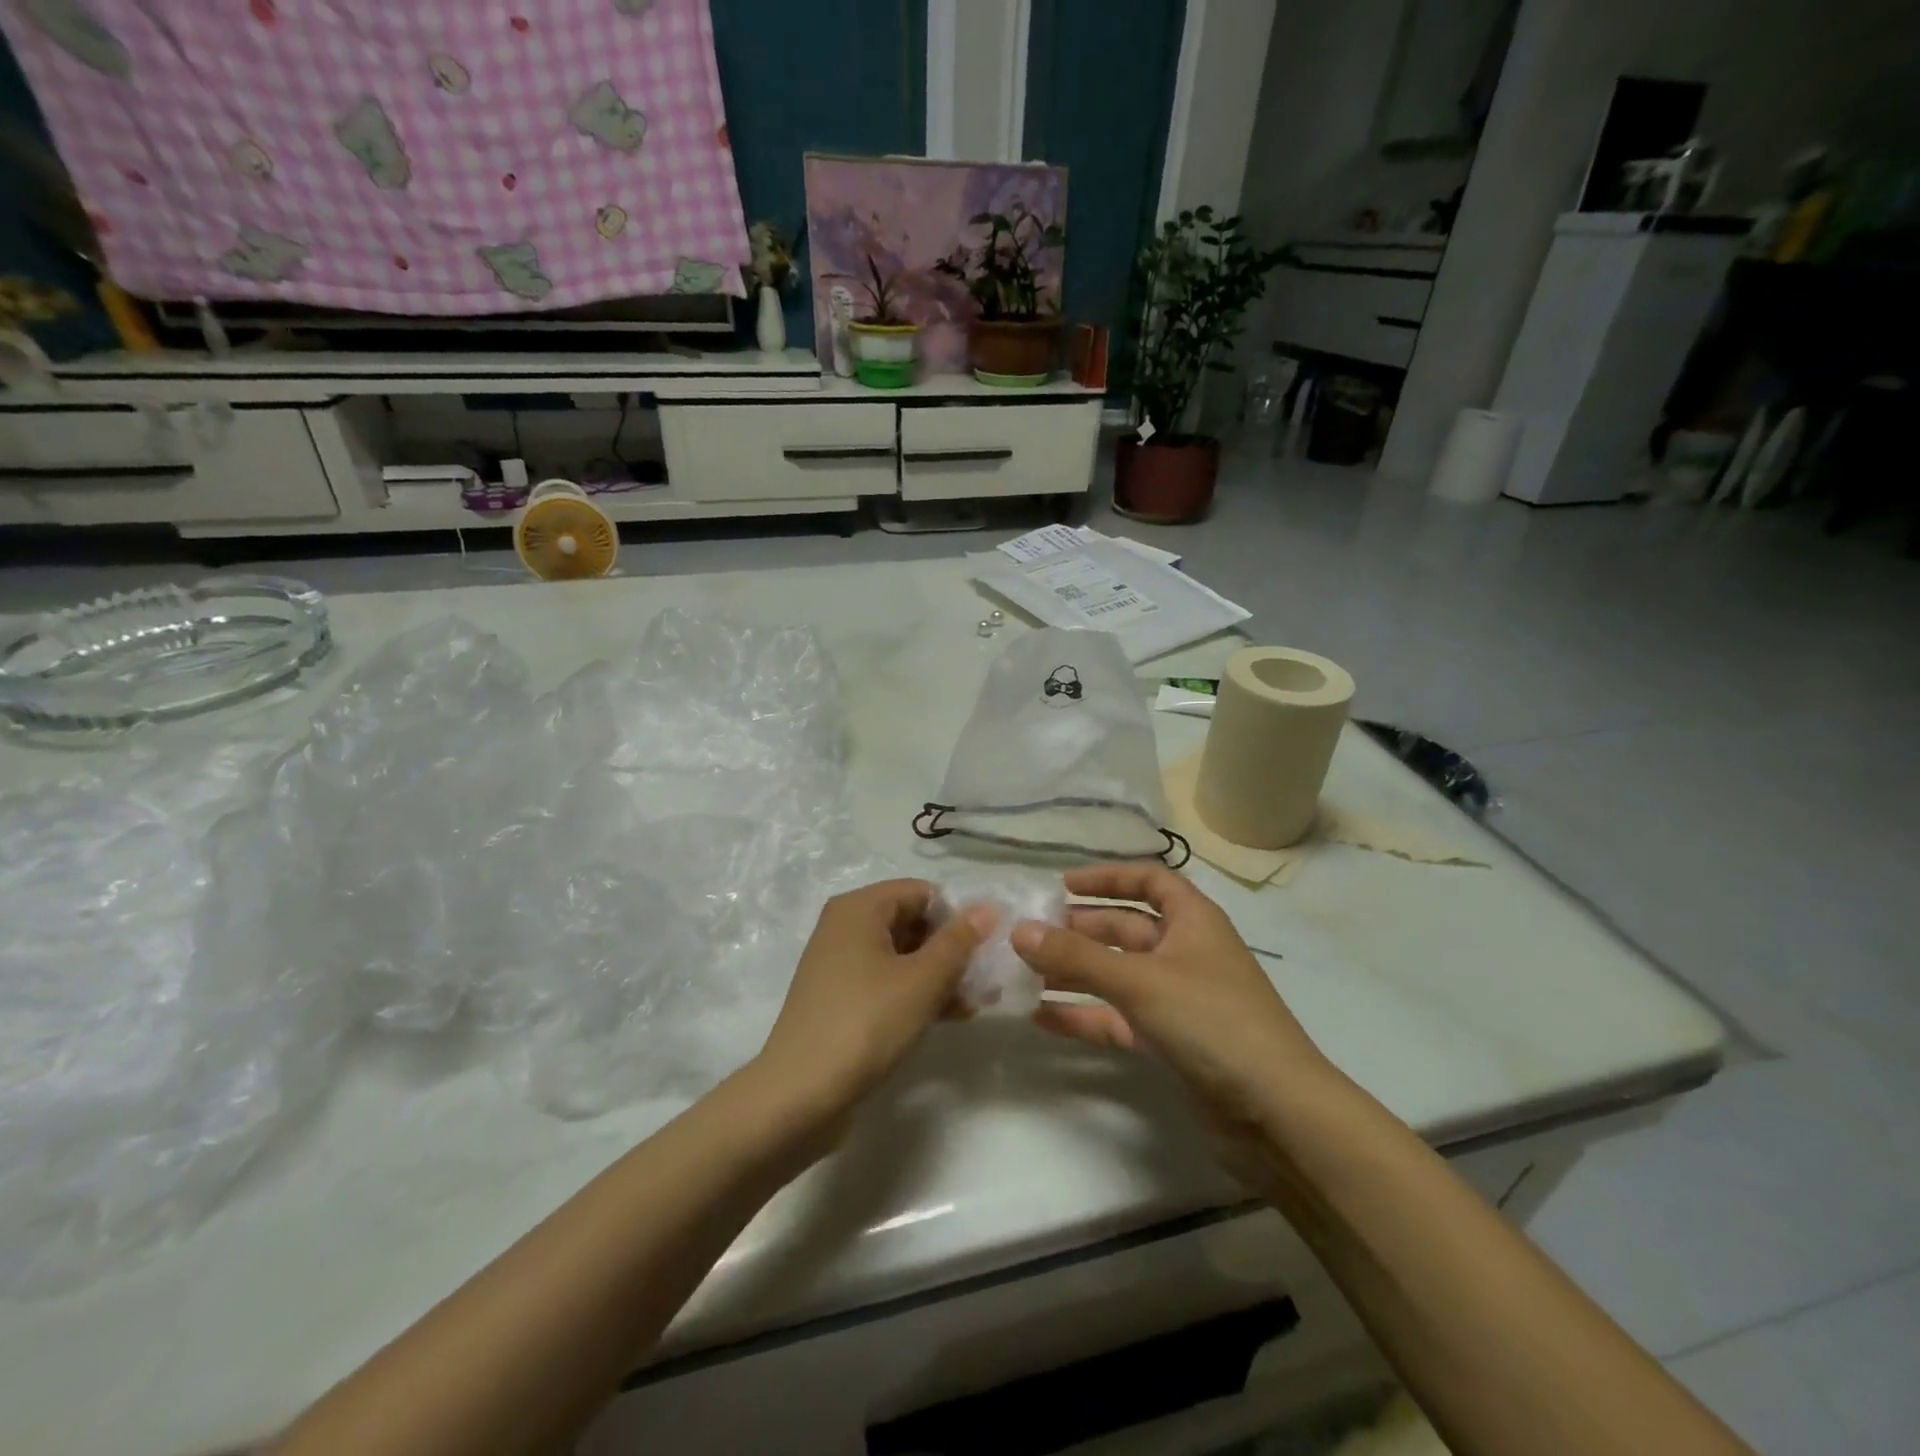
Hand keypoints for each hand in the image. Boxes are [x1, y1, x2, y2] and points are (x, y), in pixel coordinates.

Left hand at [755, 879, 989, 1124]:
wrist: (799, 1095)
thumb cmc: (866, 1023)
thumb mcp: (922, 980)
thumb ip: (958, 941)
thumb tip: (988, 907)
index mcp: (859, 908)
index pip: (921, 891)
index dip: (957, 914)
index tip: (986, 945)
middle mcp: (846, 926)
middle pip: (912, 921)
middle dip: (952, 947)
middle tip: (986, 977)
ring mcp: (841, 964)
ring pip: (903, 955)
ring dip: (941, 974)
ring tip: (978, 1000)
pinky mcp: (841, 998)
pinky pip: (888, 981)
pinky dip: (918, 992)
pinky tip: (953, 1015)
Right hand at [1011, 865, 1336, 1145]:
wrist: (1276, 1114)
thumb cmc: (1212, 1021)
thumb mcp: (1139, 980)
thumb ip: (1076, 956)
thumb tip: (1018, 930)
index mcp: (1193, 921)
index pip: (1149, 880)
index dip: (1107, 877)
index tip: (1062, 886)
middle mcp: (1185, 953)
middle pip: (1125, 928)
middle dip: (1079, 928)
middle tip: (1028, 934)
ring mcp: (1178, 999)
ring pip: (1117, 975)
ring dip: (1074, 972)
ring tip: (1023, 973)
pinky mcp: (1171, 1042)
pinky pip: (1118, 1018)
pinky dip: (1085, 1015)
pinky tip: (1042, 1017)